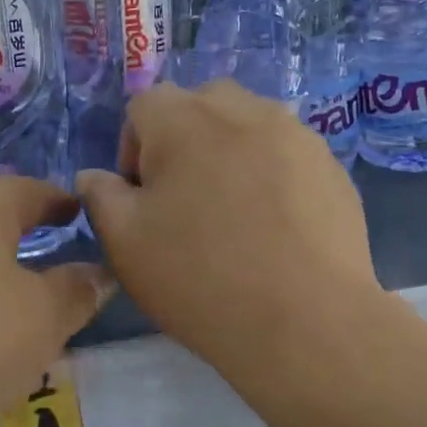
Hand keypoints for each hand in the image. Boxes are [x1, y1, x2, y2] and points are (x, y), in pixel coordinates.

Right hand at [78, 81, 380, 384]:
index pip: (143, 105)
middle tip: (185, 199)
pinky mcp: (331, 165)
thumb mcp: (124, 242)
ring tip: (234, 211)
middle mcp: (242, 109)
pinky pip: (286, 153)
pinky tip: (275, 225)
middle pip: (200, 104)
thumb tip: (95, 176)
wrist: (305, 321)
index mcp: (183, 119)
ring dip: (230, 152)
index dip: (132, 148)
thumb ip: (101, 196)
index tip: (141, 197)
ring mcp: (294, 133)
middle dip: (184, 140)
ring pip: (248, 124)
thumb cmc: (199, 277)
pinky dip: (271, 173)